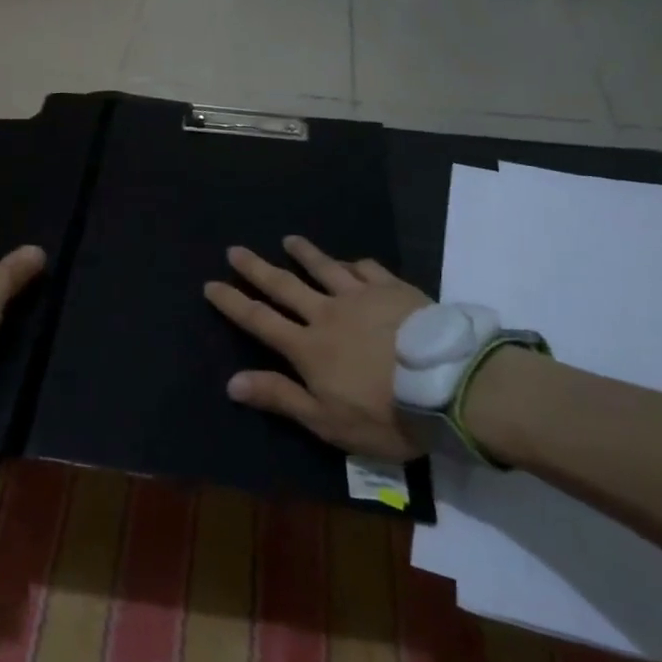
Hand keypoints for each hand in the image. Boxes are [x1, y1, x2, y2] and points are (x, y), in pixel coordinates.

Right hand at [204, 235, 431, 460]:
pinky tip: (351, 261)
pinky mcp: (394, 290)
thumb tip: (231, 383)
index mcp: (308, 347)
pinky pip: (368, 270)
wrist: (450, 387)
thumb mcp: (328, 421)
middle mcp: (328, 313)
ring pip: (325, 268)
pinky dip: (354, 264)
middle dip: (256, 268)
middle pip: (284, 286)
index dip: (232, 303)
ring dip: (304, 254)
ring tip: (289, 240)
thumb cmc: (386, 414)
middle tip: (235, 250)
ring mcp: (362, 296)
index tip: (211, 284)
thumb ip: (280, 398)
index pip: (259, 320)